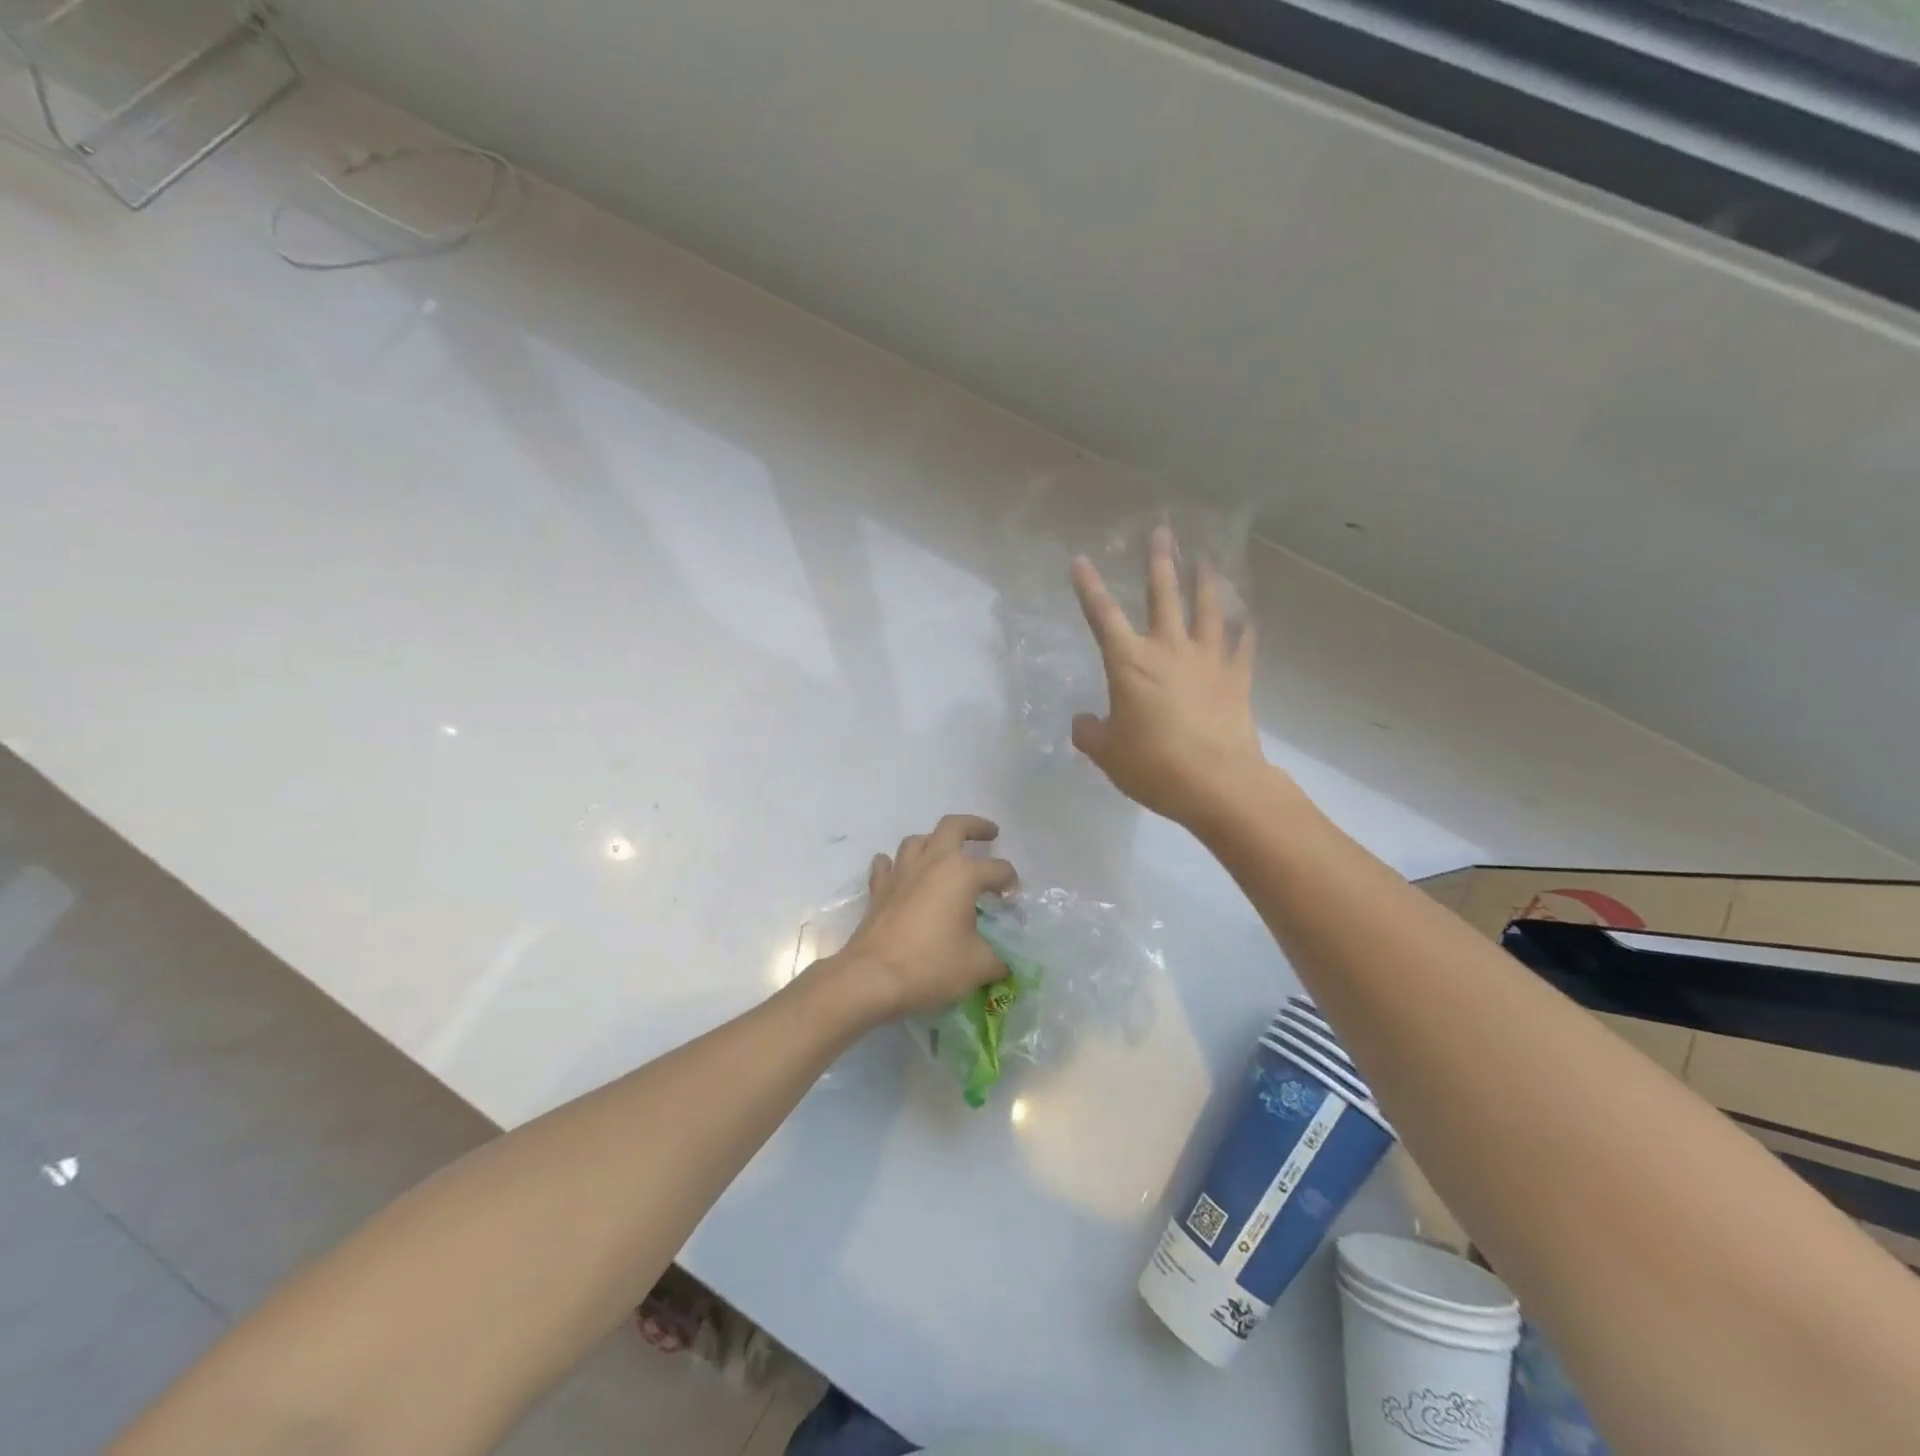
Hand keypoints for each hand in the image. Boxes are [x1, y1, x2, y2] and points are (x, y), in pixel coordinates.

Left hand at [833, 815, 1017, 1020]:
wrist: (873, 977)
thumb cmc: (932, 966)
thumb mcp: (979, 966)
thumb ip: (999, 958)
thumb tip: (1005, 960)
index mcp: (962, 874)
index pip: (998, 869)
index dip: (1010, 881)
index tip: (1012, 898)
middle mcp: (932, 862)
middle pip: (954, 826)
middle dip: (975, 826)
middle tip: (990, 834)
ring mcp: (901, 872)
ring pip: (918, 840)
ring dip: (934, 842)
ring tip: (944, 855)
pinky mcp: (879, 889)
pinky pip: (886, 864)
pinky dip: (896, 864)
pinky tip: (901, 874)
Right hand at [1070, 525, 1269, 825]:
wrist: (1217, 784)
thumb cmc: (1153, 766)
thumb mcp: (1108, 755)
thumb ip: (1091, 734)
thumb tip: (1082, 723)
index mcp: (1130, 664)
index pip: (1102, 616)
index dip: (1089, 587)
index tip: (1080, 560)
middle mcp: (1169, 650)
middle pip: (1163, 596)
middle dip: (1160, 563)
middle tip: (1162, 532)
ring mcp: (1207, 661)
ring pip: (1207, 610)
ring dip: (1206, 582)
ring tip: (1207, 560)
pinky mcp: (1237, 679)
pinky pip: (1242, 646)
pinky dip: (1245, 630)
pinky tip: (1248, 619)